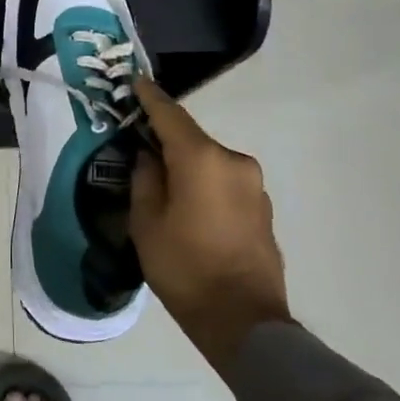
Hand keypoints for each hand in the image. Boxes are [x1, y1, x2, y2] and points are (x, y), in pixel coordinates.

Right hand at [130, 76, 290, 371]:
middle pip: (192, 141)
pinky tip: (191, 211)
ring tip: (164, 190)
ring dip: (187, 168)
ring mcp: (254, 185)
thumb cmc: (184, 267)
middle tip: (139, 152)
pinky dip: (205, 187)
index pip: (170, 115)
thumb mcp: (146, 223)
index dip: (150, 97)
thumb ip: (145, 179)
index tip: (136, 81)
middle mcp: (233, 161)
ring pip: (209, 164)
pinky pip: (225, 184)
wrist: (243, 320)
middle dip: (166, 142)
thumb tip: (150, 157)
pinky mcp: (263, 208)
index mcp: (202, 159)